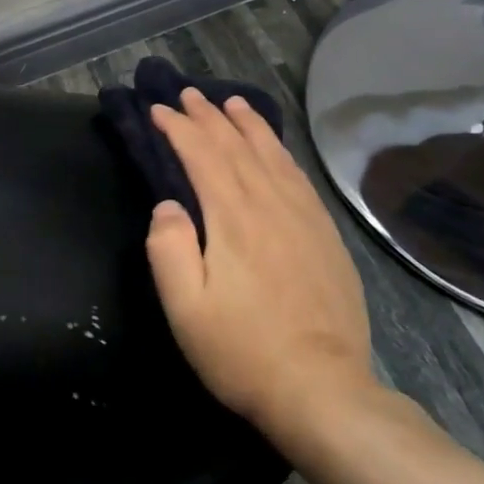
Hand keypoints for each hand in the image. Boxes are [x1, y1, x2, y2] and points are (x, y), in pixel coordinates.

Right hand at [145, 89, 375, 442]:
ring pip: (272, 155)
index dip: (178, 129)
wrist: (321, 389)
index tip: (158, 110)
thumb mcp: (184, 308)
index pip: (201, 155)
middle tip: (187, 94)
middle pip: (236, 147)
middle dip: (208, 116)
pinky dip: (281, 152)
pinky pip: (299, 178)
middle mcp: (270, 205)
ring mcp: (304, 218)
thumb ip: (167, 248)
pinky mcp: (325, 235)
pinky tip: (275, 148)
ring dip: (248, 125)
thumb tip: (167, 205)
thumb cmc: (241, 351)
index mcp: (232, 218)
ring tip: (232, 102)